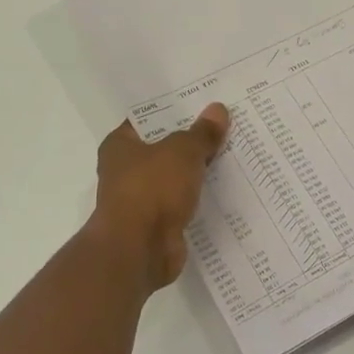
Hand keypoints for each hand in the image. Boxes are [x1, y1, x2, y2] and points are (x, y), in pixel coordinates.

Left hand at [88, 103, 230, 289]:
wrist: (139, 250)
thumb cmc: (151, 189)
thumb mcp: (182, 152)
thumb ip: (201, 133)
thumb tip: (218, 110)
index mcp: (120, 145)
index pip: (148, 119)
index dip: (175, 110)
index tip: (204, 102)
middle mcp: (125, 171)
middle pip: (165, 149)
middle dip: (192, 141)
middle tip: (227, 125)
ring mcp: (141, 200)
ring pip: (176, 178)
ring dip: (198, 172)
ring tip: (234, 155)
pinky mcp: (157, 224)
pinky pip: (183, 204)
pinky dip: (200, 199)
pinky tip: (227, 190)